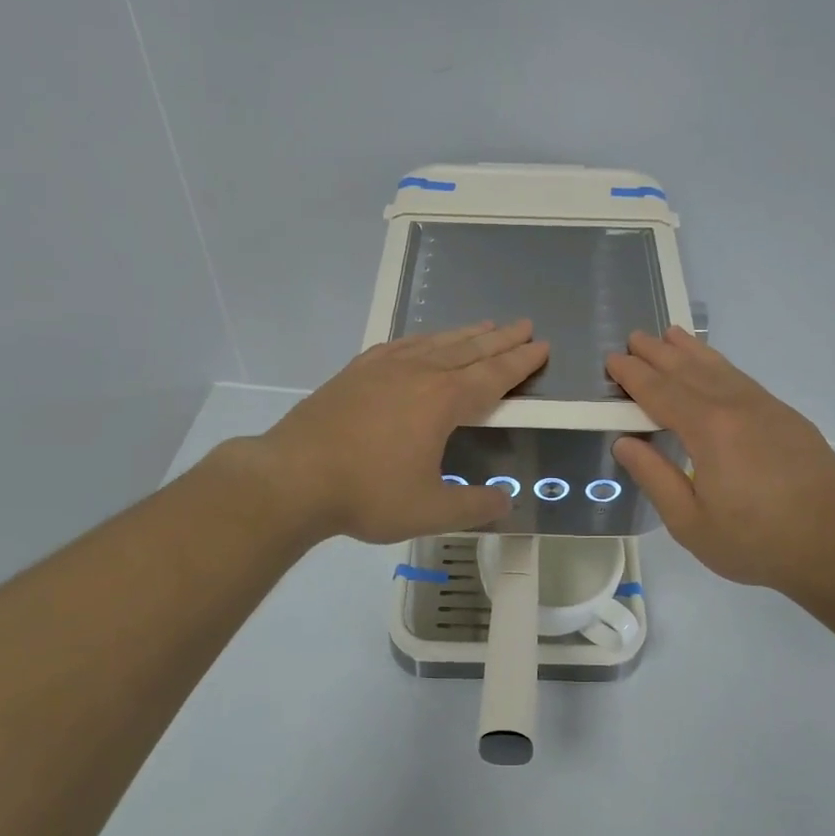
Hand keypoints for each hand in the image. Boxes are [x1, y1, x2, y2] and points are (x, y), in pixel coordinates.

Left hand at [240, 320, 549, 544]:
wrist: (293, 478)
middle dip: (500, 339)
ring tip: (484, 325)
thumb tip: (506, 502)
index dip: (520, 362)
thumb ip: (474, 506)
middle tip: (524, 325)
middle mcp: (417, 374)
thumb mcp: (430, 510)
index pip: (493, 376)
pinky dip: (422, 340)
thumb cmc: (367, 494)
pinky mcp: (355, 373)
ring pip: (434, 342)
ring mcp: (382, 369)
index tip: (541, 346)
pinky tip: (421, 342)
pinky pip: (399, 346)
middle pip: (468, 350)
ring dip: (464, 333)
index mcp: (442, 400)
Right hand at [606, 328, 834, 598]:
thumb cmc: (757, 542)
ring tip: (670, 335)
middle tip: (633, 338)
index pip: (661, 393)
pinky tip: (715, 368)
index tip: (613, 360)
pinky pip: (743, 380)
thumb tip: (625, 442)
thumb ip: (655, 478)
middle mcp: (737, 407)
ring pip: (721, 370)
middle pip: (690, 372)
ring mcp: (767, 409)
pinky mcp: (788, 418)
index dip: (634, 376)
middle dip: (658, 354)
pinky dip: (721, 366)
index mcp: (710, 430)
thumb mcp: (691, 523)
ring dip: (691, 351)